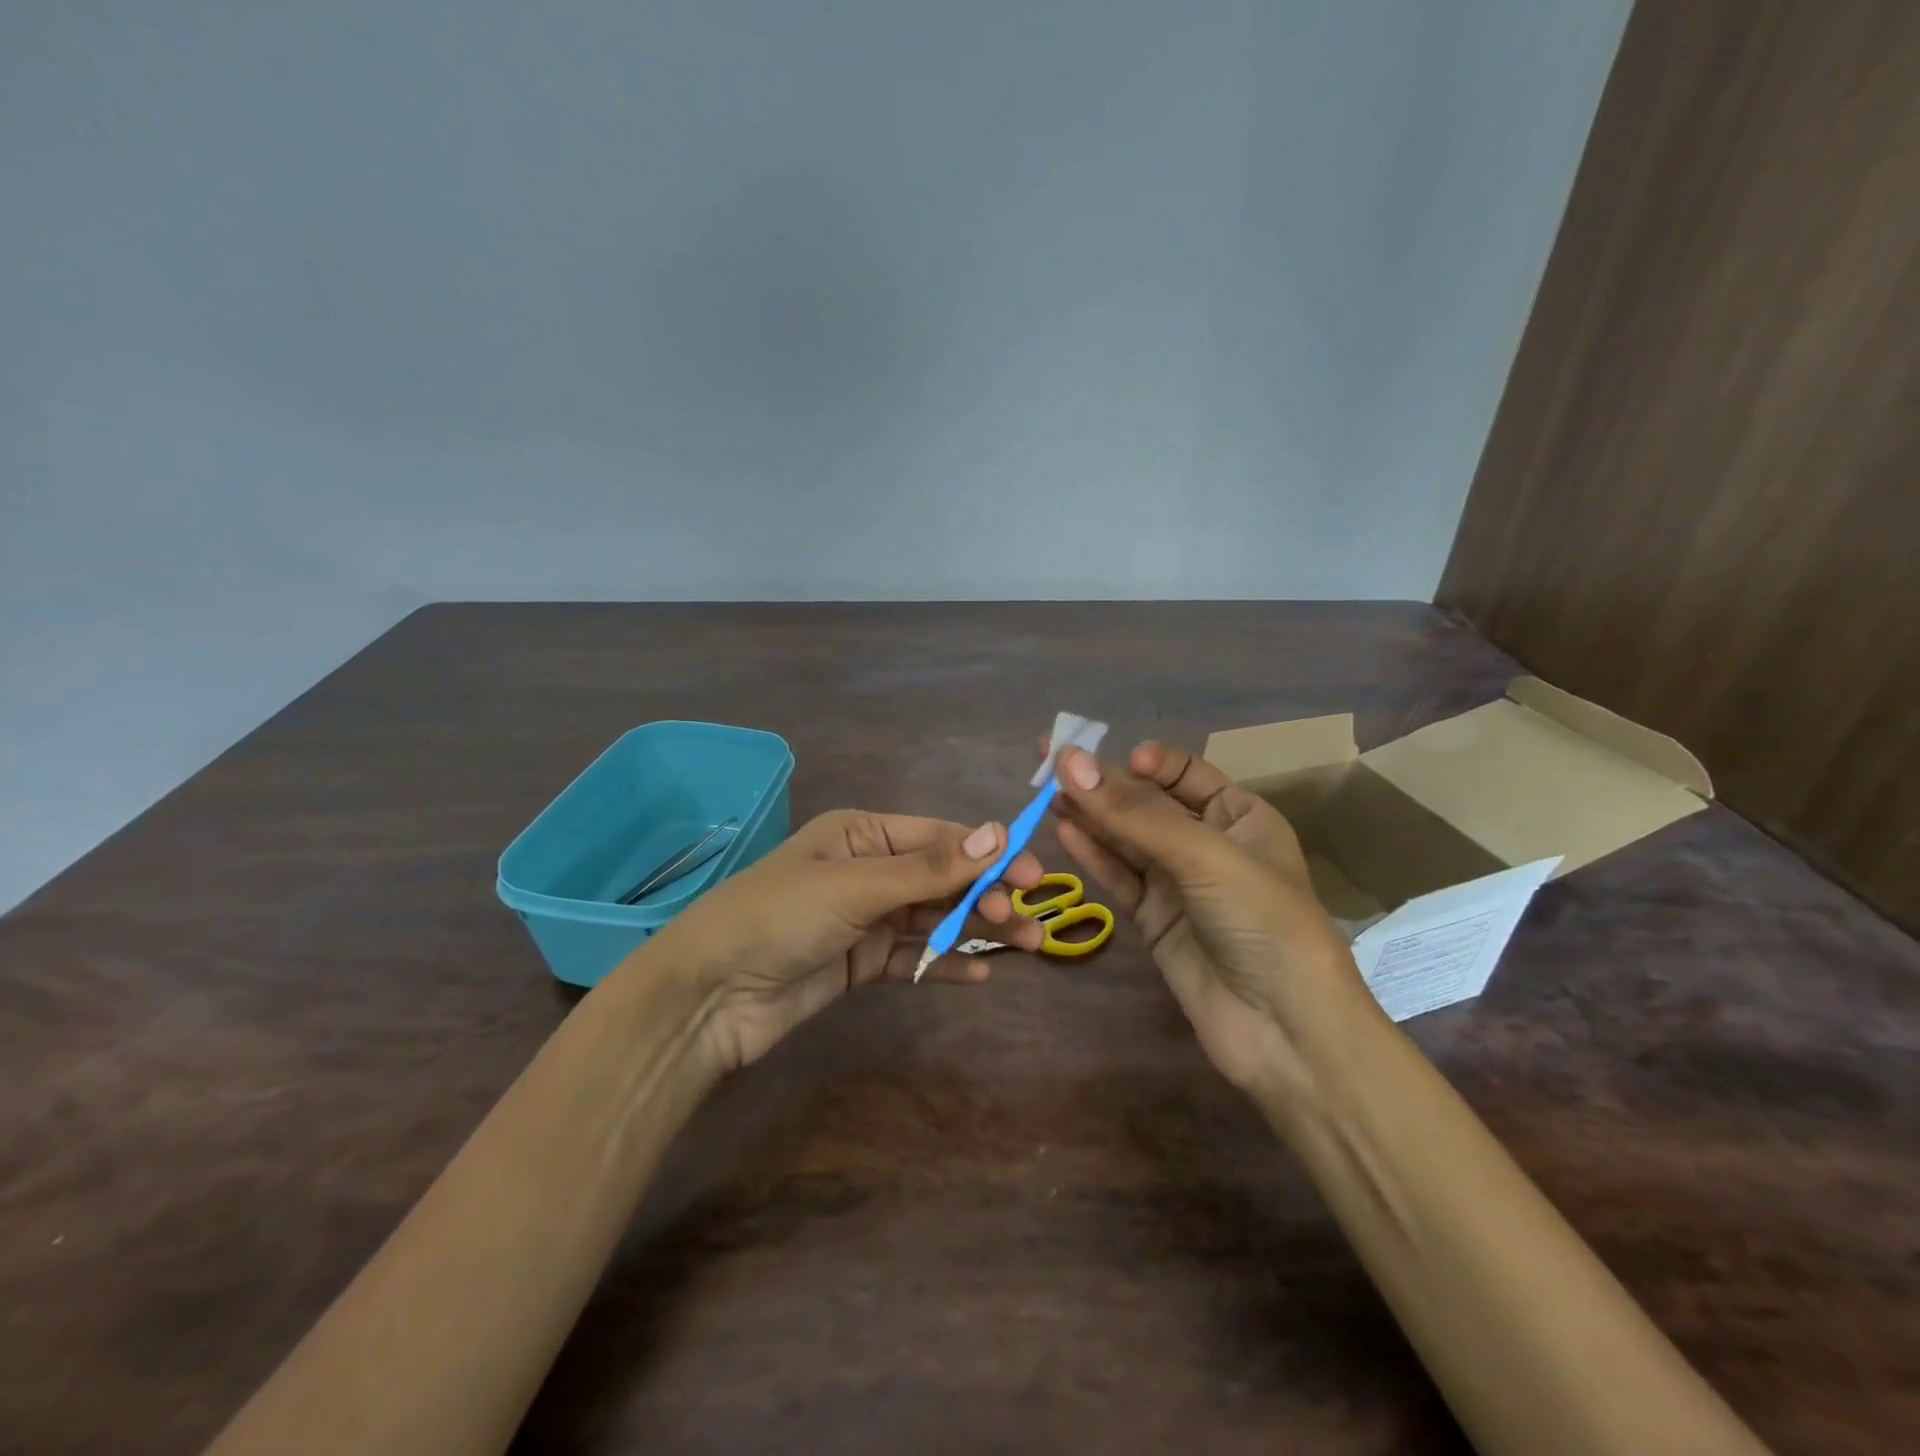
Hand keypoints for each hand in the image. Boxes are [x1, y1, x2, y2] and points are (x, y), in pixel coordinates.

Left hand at [644, 810, 1044, 1070]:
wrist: (709, 996)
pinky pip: (913, 957)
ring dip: (975, 929)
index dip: (988, 853)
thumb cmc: (780, 917)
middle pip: (941, 877)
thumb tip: (999, 833)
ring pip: (933, 918)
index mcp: (862, 833)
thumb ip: (929, 868)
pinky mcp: (860, 962)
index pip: (939, 837)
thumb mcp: (856, 885)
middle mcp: (867, 869)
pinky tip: (978, 975)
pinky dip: (943, 963)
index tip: (1032, 874)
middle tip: (1029, 920)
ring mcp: (864, 918)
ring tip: (1024, 946)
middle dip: (986, 895)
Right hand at [1048, 740, 1376, 1096]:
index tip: (1110, 759)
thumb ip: (1134, 813)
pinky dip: (1093, 855)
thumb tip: (1069, 763)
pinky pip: (1119, 877)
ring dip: (1090, 816)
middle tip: (1049, 760)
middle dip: (1104, 784)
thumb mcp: (1204, 856)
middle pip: (1147, 804)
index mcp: (1241, 816)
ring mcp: (1179, 884)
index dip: (1147, 763)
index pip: (1185, 773)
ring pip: (1126, 840)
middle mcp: (1208, 844)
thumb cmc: (1262, 922)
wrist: (1284, 1032)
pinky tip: (1064, 830)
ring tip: (1046, 792)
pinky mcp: (1154, 920)